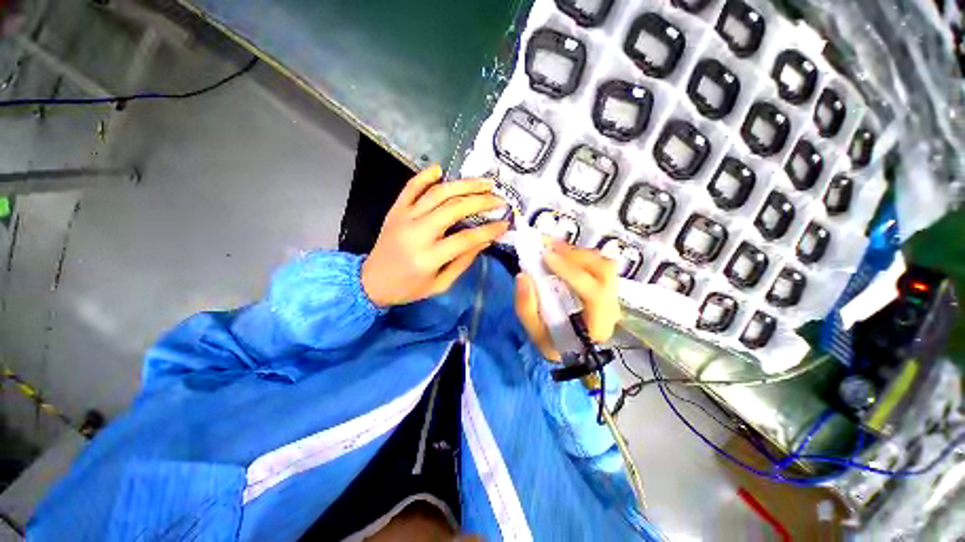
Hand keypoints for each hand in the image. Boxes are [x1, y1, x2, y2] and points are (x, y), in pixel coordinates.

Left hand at [361, 165, 508, 307]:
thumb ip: (463, 262)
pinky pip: (411, 187)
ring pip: (437, 193)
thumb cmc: (409, 288)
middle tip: (499, 199)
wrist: (371, 282)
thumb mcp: (440, 284)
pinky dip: (425, 176)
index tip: (505, 223)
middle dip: (481, 201)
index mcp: (428, 257)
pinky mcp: (395, 210)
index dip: (488, 230)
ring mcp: (404, 217)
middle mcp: (416, 233)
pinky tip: (441, 169)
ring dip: (463, 185)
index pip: (466, 238)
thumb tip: (485, 241)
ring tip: (484, 182)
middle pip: (454, 209)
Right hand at [514, 242, 620, 360]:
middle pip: (604, 272)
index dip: (571, 272)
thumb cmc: (553, 342)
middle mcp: (611, 308)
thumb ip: (526, 307)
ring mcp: (612, 296)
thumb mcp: (535, 332)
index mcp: (597, 326)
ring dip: (577, 253)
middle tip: (549, 248)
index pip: (594, 294)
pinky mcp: (606, 287)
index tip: (546, 257)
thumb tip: (523, 276)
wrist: (571, 348)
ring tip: (553, 248)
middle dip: (575, 256)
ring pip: (603, 264)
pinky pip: (598, 264)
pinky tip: (561, 254)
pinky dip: (579, 255)